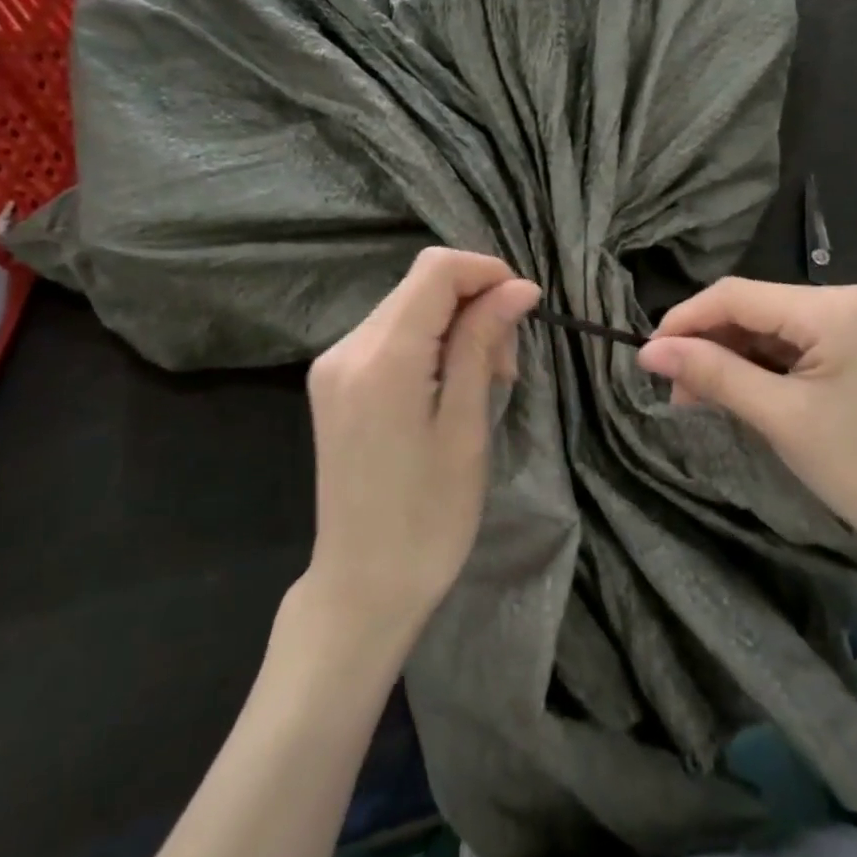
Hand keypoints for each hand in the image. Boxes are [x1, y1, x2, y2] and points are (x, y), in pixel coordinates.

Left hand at [304, 248, 539, 634]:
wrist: (362, 585)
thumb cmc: (428, 518)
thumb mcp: (466, 427)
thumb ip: (483, 344)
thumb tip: (518, 287)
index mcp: (381, 358)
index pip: (436, 270)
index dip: (486, 272)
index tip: (524, 308)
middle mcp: (346, 348)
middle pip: (420, 286)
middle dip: (474, 304)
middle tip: (507, 365)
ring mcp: (333, 366)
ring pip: (406, 308)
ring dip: (453, 326)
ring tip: (484, 380)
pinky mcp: (332, 384)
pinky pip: (387, 337)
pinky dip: (426, 345)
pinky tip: (447, 386)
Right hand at [637, 279, 856, 566]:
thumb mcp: (780, 418)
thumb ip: (713, 374)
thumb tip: (648, 350)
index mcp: (831, 307)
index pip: (735, 295)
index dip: (684, 321)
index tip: (646, 357)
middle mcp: (841, 300)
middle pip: (749, 309)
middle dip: (705, 345)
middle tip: (672, 390)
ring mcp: (849, 323)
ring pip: (763, 329)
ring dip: (726, 359)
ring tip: (695, 399)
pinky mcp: (849, 348)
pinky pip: (786, 347)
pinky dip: (754, 369)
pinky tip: (731, 394)